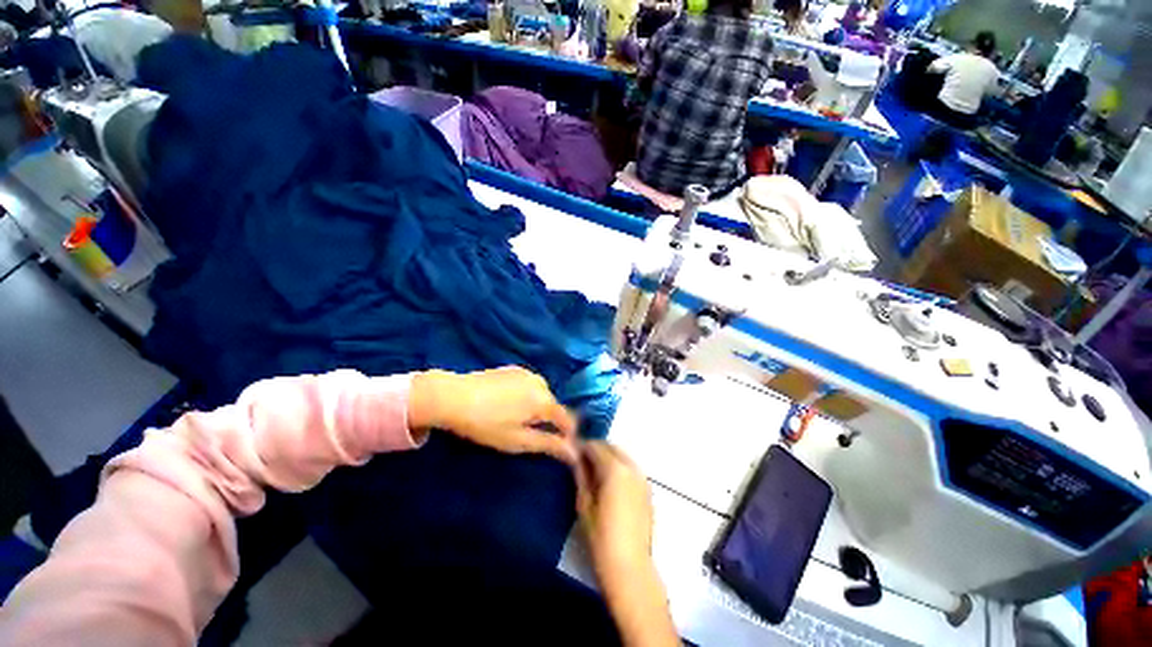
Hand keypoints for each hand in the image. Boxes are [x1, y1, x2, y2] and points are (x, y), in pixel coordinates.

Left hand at [409, 366, 577, 463]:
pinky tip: (506, 403)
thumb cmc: (486, 423)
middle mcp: (542, 382)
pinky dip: (526, 396)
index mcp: (545, 401)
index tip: (560, 449)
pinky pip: (529, 385)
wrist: (453, 396)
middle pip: (554, 407)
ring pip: (541, 395)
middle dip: (548, 421)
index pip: (568, 420)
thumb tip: (574, 453)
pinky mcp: (514, 369)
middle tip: (527, 434)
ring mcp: (528, 373)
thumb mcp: (517, 440)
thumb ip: (548, 444)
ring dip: (536, 407)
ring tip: (514, 419)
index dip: (568, 436)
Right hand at [575, 442, 653, 577]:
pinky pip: (631, 468)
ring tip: (594, 473)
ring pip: (622, 456)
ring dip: (608, 457)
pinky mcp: (648, 490)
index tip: (571, 452)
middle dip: (596, 450)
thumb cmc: (601, 538)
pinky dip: (619, 467)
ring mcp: (642, 478)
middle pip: (611, 447)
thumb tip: (575, 457)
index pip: (596, 446)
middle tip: (581, 462)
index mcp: (615, 469)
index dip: (582, 447)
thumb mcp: (584, 504)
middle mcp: (631, 468)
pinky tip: (609, 484)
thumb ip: (581, 476)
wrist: (630, 568)